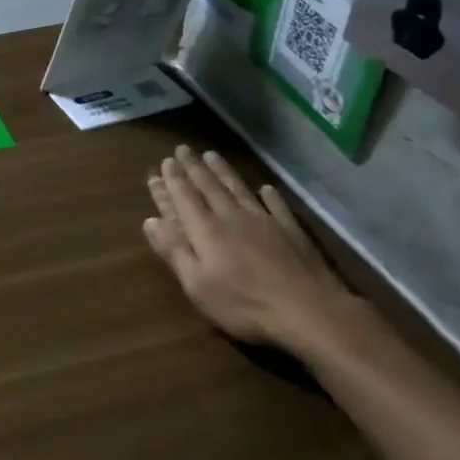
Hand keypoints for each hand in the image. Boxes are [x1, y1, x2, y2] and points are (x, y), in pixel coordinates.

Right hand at [143, 145, 352, 354]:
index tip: (164, 162)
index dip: (172, 180)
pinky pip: (276, 205)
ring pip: (238, 189)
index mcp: (206, 230)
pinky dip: (268, 195)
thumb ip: (174, 250)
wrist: (308, 310)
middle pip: (209, 187)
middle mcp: (232, 217)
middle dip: (194, 167)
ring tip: (212, 155)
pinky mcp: (291, 230)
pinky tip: (264, 188)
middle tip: (183, 149)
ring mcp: (265, 221)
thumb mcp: (197, 284)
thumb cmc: (244, 304)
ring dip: (223, 171)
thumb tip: (150, 220)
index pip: (184, 198)